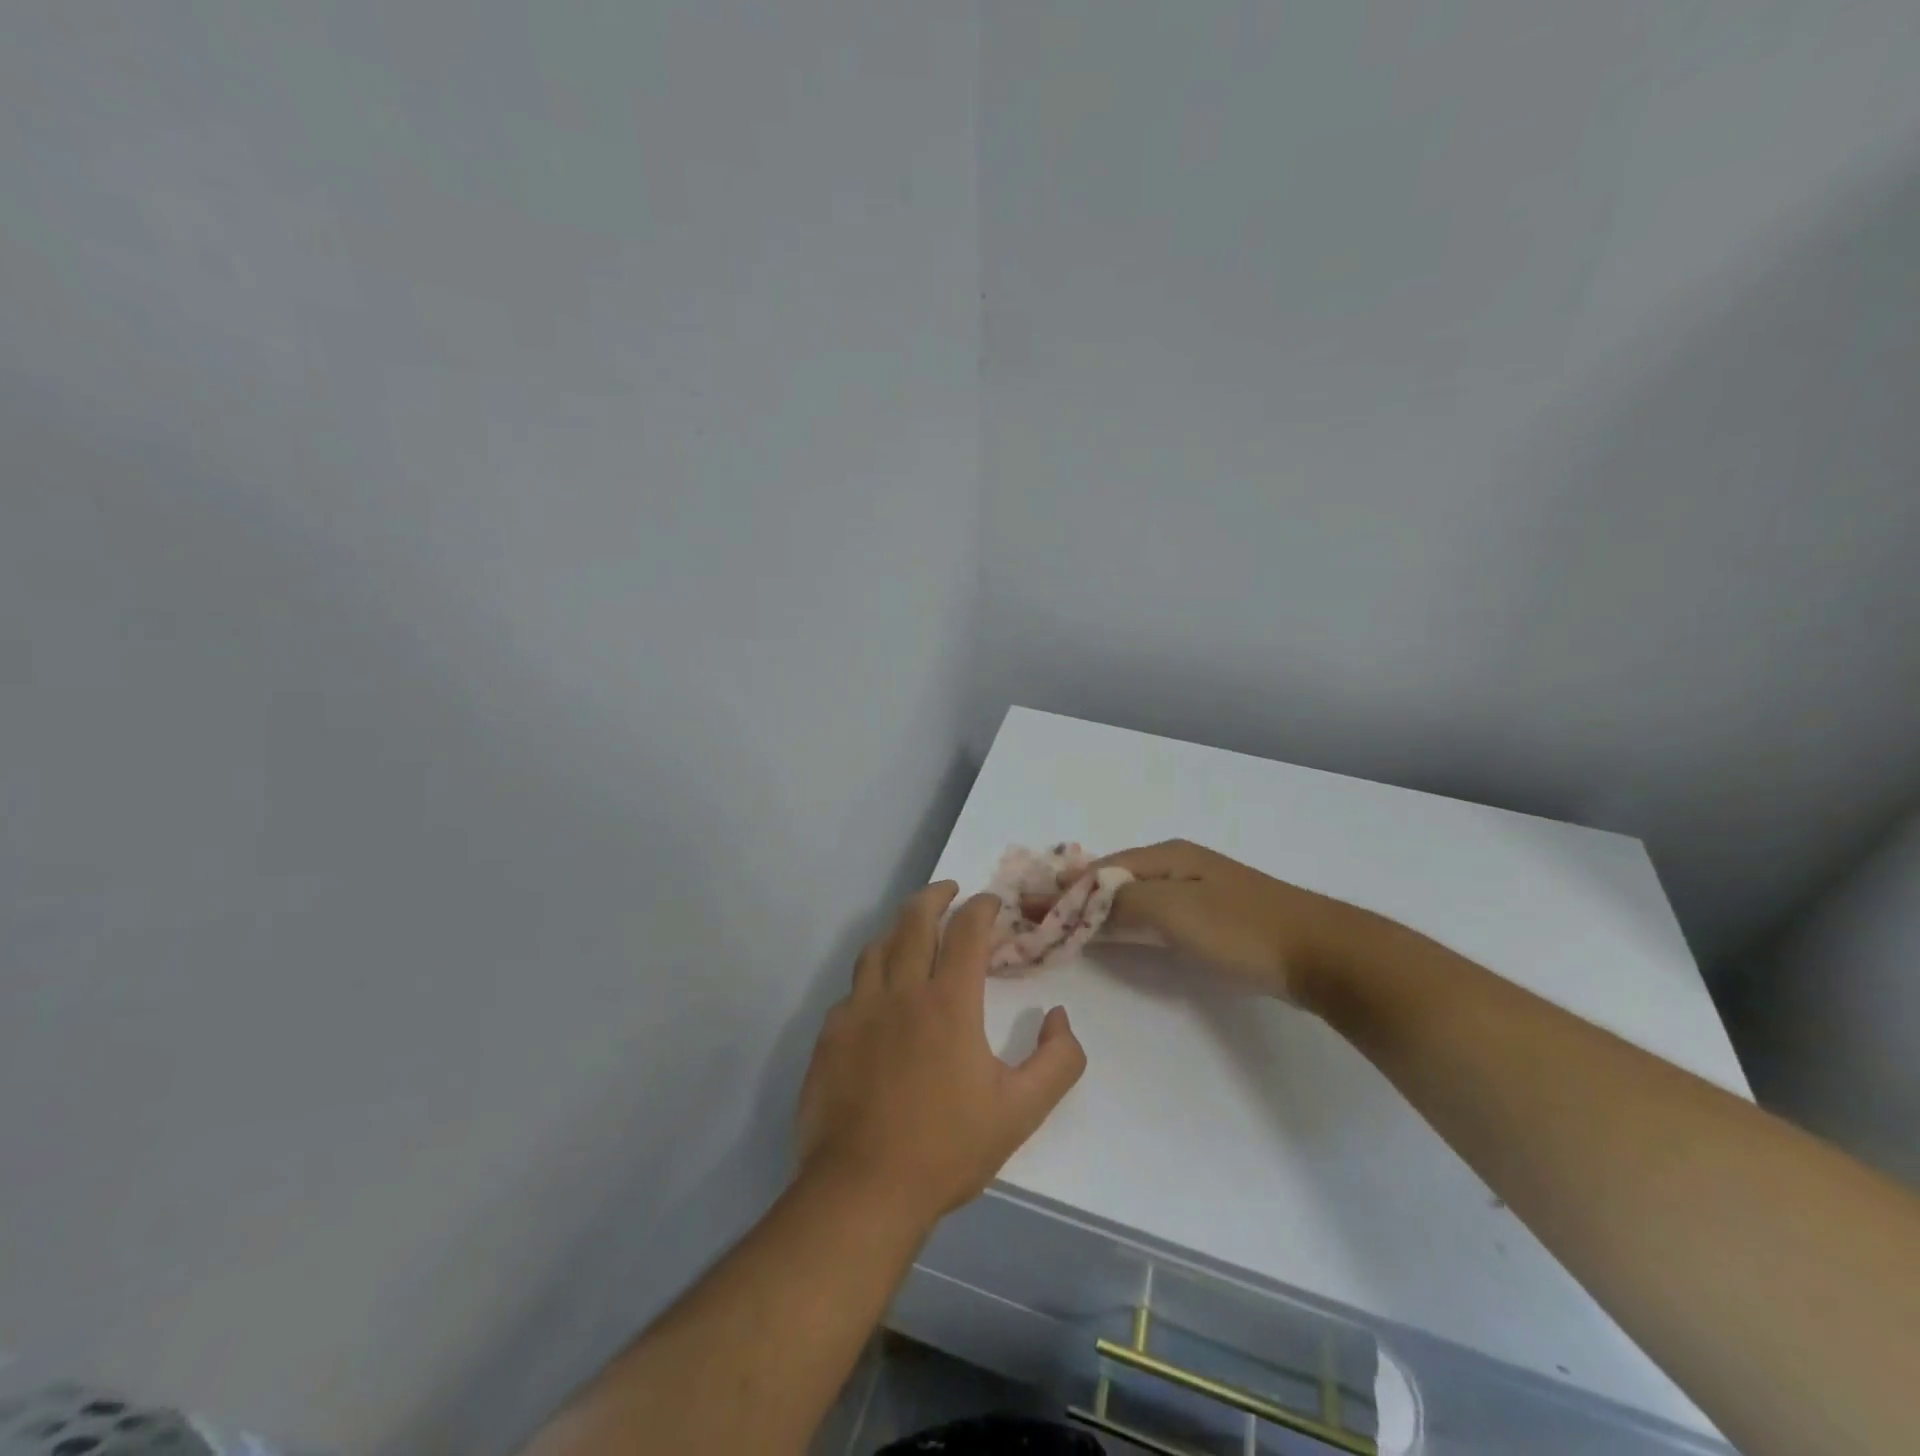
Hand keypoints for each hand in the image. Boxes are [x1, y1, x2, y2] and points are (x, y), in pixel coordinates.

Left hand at [797, 883, 1087, 1221]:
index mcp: (949, 1002)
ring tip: (912, 926)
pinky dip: (872, 974)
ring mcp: (859, 1009)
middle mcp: (902, 991)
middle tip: (950, 890)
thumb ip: (1057, 1061)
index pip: (967, 931)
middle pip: (915, 921)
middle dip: (936, 896)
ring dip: (899, 927)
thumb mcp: (1021, 1111)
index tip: (991, 902)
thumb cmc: (947, 1148)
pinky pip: (853, 988)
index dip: (981, 908)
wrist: (862, 1189)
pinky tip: (878, 992)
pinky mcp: (830, 1034)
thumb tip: (1059, 1017)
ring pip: (877, 946)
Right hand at [1023, 840, 1360, 1003]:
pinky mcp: (1209, 922)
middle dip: (1073, 897)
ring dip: (1095, 912)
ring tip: (1061, 925)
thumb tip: (1080, 897)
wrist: (1321, 953)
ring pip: (1131, 900)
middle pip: (1112, 882)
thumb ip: (1124, 901)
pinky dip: (1123, 925)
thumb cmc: (1242, 927)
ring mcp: (1194, 894)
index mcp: (1166, 855)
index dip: (1062, 888)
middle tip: (1035, 917)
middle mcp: (1176, 867)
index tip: (1027, 906)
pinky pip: (1151, 918)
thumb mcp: (1175, 909)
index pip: (1099, 870)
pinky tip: (1112, 936)